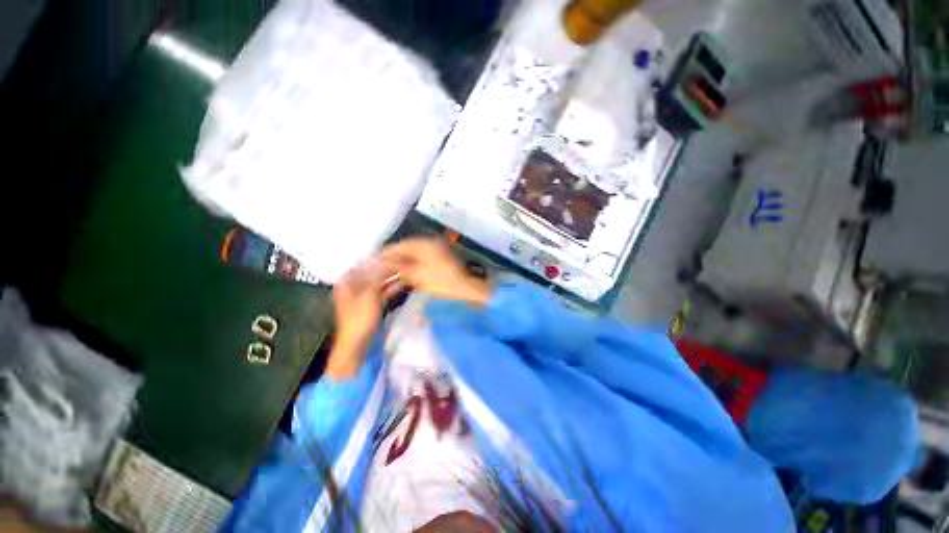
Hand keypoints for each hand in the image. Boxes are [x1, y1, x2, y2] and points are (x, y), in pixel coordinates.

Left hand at [326, 261, 399, 378]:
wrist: (357, 345)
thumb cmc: (359, 319)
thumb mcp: (369, 295)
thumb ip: (378, 276)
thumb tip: (389, 259)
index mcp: (346, 281)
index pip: (365, 263)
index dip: (379, 257)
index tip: (396, 252)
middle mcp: (353, 285)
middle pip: (373, 271)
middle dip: (388, 267)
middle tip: (405, 260)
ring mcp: (363, 295)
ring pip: (379, 281)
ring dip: (392, 276)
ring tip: (407, 269)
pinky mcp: (371, 304)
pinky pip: (383, 291)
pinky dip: (392, 287)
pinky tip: (404, 282)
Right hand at [381, 238, 490, 305]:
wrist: (465, 289)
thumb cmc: (441, 280)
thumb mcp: (417, 274)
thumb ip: (398, 266)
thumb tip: (382, 262)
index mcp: (425, 244)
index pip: (400, 245)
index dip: (385, 253)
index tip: (372, 261)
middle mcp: (429, 246)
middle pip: (404, 253)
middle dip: (391, 263)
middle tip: (377, 272)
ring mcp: (434, 255)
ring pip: (411, 261)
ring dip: (399, 271)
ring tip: (385, 280)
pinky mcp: (437, 265)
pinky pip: (419, 267)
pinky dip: (409, 274)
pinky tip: (399, 283)